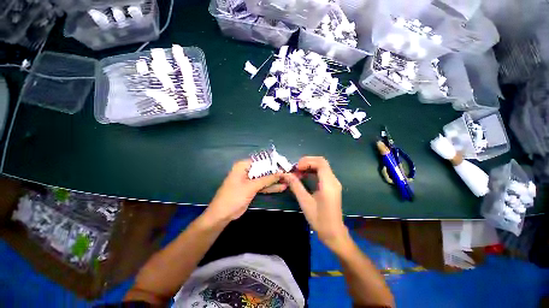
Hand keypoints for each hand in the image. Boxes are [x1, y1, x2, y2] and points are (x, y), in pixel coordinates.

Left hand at [205, 160, 285, 223]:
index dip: (272, 163)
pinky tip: (281, 187)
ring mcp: (249, 180)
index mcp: (243, 166)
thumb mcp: (251, 186)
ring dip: (274, 181)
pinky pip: (262, 186)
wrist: (222, 215)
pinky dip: (270, 187)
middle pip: (263, 170)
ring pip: (264, 179)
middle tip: (288, 174)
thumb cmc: (234, 196)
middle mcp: (247, 171)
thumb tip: (280, 172)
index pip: (261, 161)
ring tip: (287, 181)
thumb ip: (266, 179)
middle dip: (275, 173)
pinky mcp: (251, 189)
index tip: (284, 165)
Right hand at [281, 157, 349, 250]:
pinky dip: (312, 171)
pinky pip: (322, 172)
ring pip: (322, 166)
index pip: (320, 163)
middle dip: (307, 162)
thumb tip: (286, 175)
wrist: (333, 232)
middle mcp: (333, 180)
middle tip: (296, 169)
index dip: (307, 162)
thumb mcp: (305, 202)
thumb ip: (295, 186)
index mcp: (328, 184)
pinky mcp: (332, 186)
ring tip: (298, 172)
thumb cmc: (319, 219)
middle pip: (321, 162)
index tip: (296, 168)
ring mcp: (334, 183)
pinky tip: (304, 177)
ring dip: (309, 166)